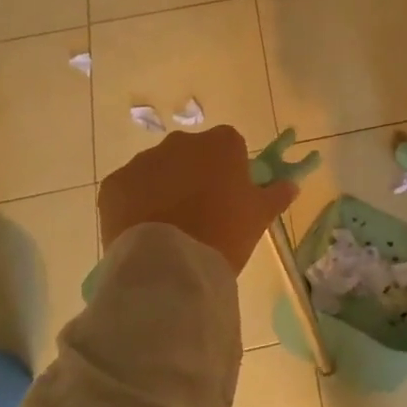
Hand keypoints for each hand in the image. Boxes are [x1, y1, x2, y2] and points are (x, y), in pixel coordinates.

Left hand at [97, 125, 296, 273]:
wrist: (170, 264)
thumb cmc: (224, 233)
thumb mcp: (259, 216)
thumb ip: (276, 194)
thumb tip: (292, 185)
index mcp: (221, 143)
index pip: (230, 146)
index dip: (230, 170)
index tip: (230, 196)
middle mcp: (181, 142)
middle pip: (191, 154)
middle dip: (194, 175)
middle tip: (201, 213)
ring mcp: (144, 160)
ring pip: (158, 170)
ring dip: (164, 188)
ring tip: (171, 227)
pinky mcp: (115, 183)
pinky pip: (130, 189)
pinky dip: (136, 203)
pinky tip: (145, 230)